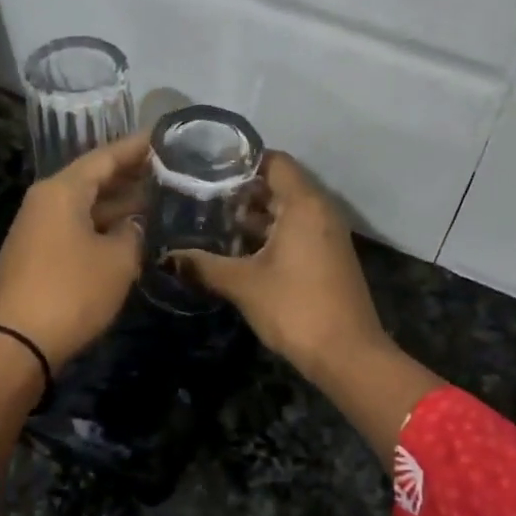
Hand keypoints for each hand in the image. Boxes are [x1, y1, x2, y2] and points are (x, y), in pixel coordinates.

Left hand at [0, 132, 150, 371]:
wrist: (14, 344)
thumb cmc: (70, 293)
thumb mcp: (117, 261)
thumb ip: (134, 234)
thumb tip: (135, 225)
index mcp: (62, 190)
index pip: (106, 156)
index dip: (138, 147)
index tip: (167, 137)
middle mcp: (46, 200)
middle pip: (94, 178)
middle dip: (132, 175)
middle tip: (172, 170)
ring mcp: (39, 228)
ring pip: (86, 205)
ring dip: (120, 204)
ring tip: (160, 200)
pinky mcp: (38, 255)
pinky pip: (77, 227)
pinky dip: (104, 226)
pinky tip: (130, 233)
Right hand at [173, 151, 387, 377]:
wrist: (347, 355)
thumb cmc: (295, 308)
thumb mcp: (243, 284)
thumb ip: (204, 265)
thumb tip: (168, 256)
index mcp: (304, 204)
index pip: (274, 161)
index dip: (241, 160)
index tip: (207, 167)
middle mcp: (320, 211)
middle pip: (278, 185)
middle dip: (241, 190)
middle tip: (200, 195)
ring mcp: (326, 235)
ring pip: (285, 211)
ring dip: (253, 216)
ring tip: (211, 222)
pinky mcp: (327, 257)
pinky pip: (295, 231)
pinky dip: (268, 234)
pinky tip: (236, 250)